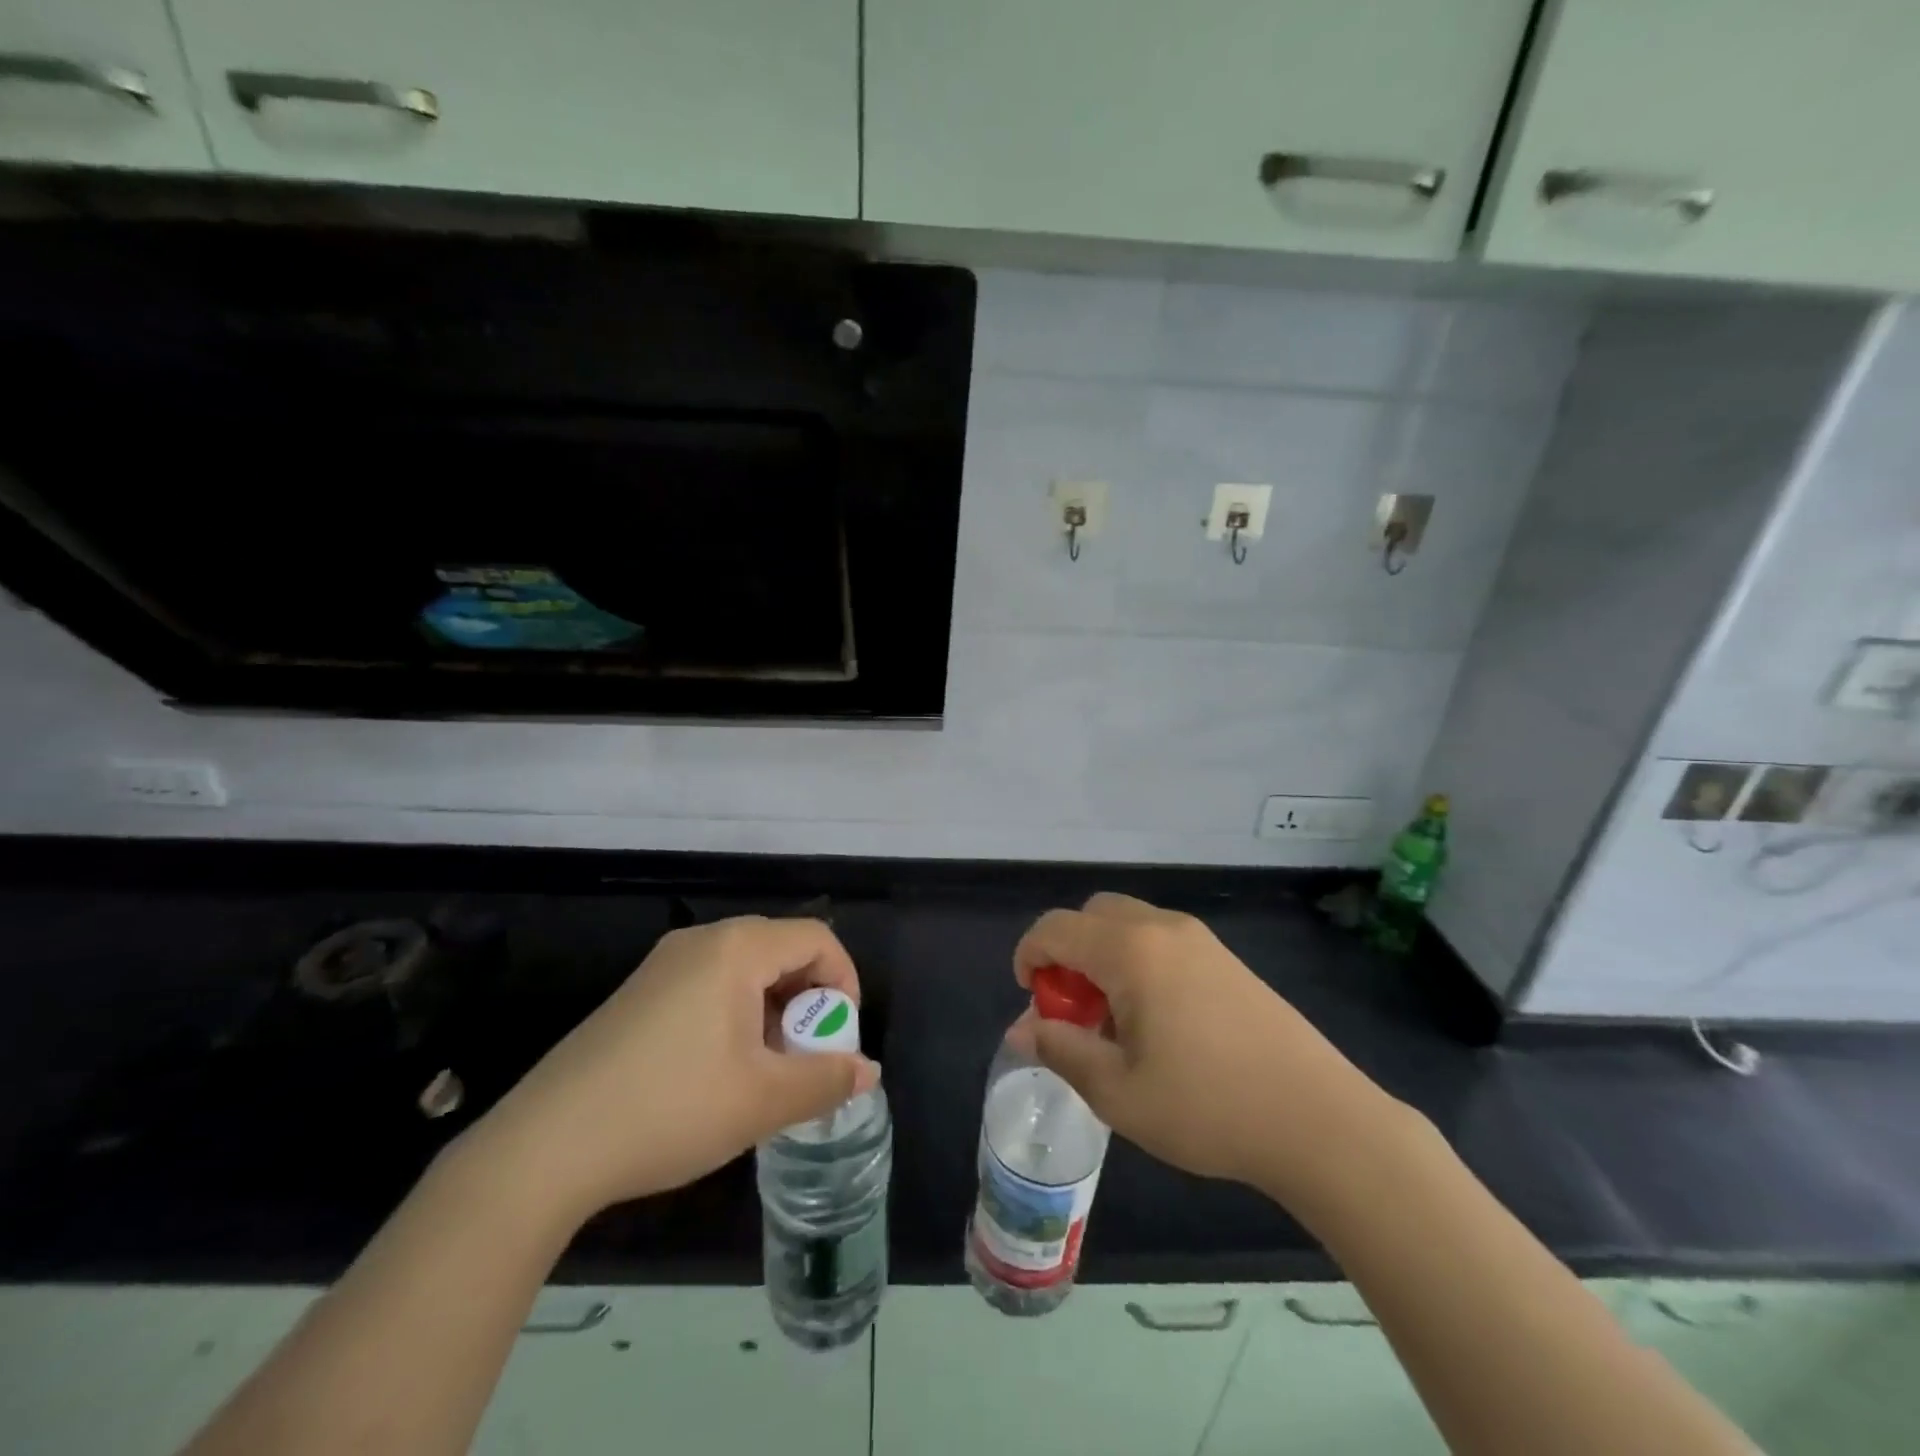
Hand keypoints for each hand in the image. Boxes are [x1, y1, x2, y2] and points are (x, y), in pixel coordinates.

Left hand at [466, 917, 879, 1222]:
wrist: (544, 1147)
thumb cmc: (669, 1109)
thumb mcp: (762, 1101)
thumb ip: (825, 1080)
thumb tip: (868, 1072)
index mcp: (736, 949)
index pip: (816, 938)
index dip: (844, 982)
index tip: (839, 1039)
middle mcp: (701, 941)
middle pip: (781, 949)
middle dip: (809, 1001)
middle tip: (806, 1059)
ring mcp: (664, 964)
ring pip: (745, 970)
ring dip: (773, 1011)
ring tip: (766, 1072)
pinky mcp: (639, 993)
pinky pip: (709, 985)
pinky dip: (736, 1015)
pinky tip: (719, 1072)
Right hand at [1009, 894, 1399, 1205]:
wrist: (1320, 1120)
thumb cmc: (1208, 1107)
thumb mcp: (1118, 1092)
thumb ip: (1061, 1050)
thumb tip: (1021, 1029)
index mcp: (1131, 951)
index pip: (1056, 927)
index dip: (1029, 956)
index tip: (1031, 1001)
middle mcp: (1163, 928)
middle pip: (1093, 914)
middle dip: (1068, 952)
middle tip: (1073, 1010)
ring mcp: (1201, 940)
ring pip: (1129, 925)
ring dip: (1103, 958)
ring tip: (1114, 1024)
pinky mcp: (1227, 960)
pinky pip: (1162, 941)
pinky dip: (1137, 963)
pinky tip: (1158, 1024)